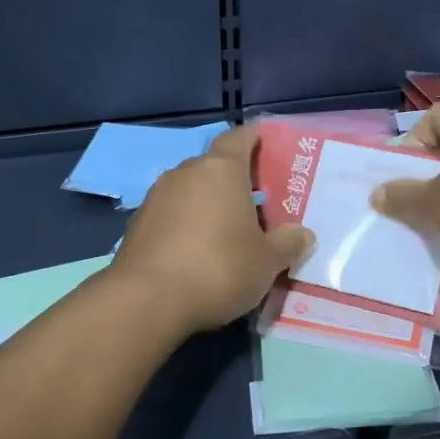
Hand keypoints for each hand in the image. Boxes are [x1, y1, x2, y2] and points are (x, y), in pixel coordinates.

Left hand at [112, 125, 313, 334]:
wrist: (147, 300)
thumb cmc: (218, 268)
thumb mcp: (266, 262)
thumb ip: (287, 244)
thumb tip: (303, 234)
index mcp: (221, 170)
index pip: (239, 138)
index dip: (253, 138)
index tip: (265, 142)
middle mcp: (186, 173)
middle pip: (214, 167)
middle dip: (234, 180)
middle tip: (256, 202)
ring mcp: (156, 197)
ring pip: (190, 191)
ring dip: (207, 204)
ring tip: (227, 230)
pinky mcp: (137, 224)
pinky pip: (171, 215)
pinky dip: (185, 225)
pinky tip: (196, 251)